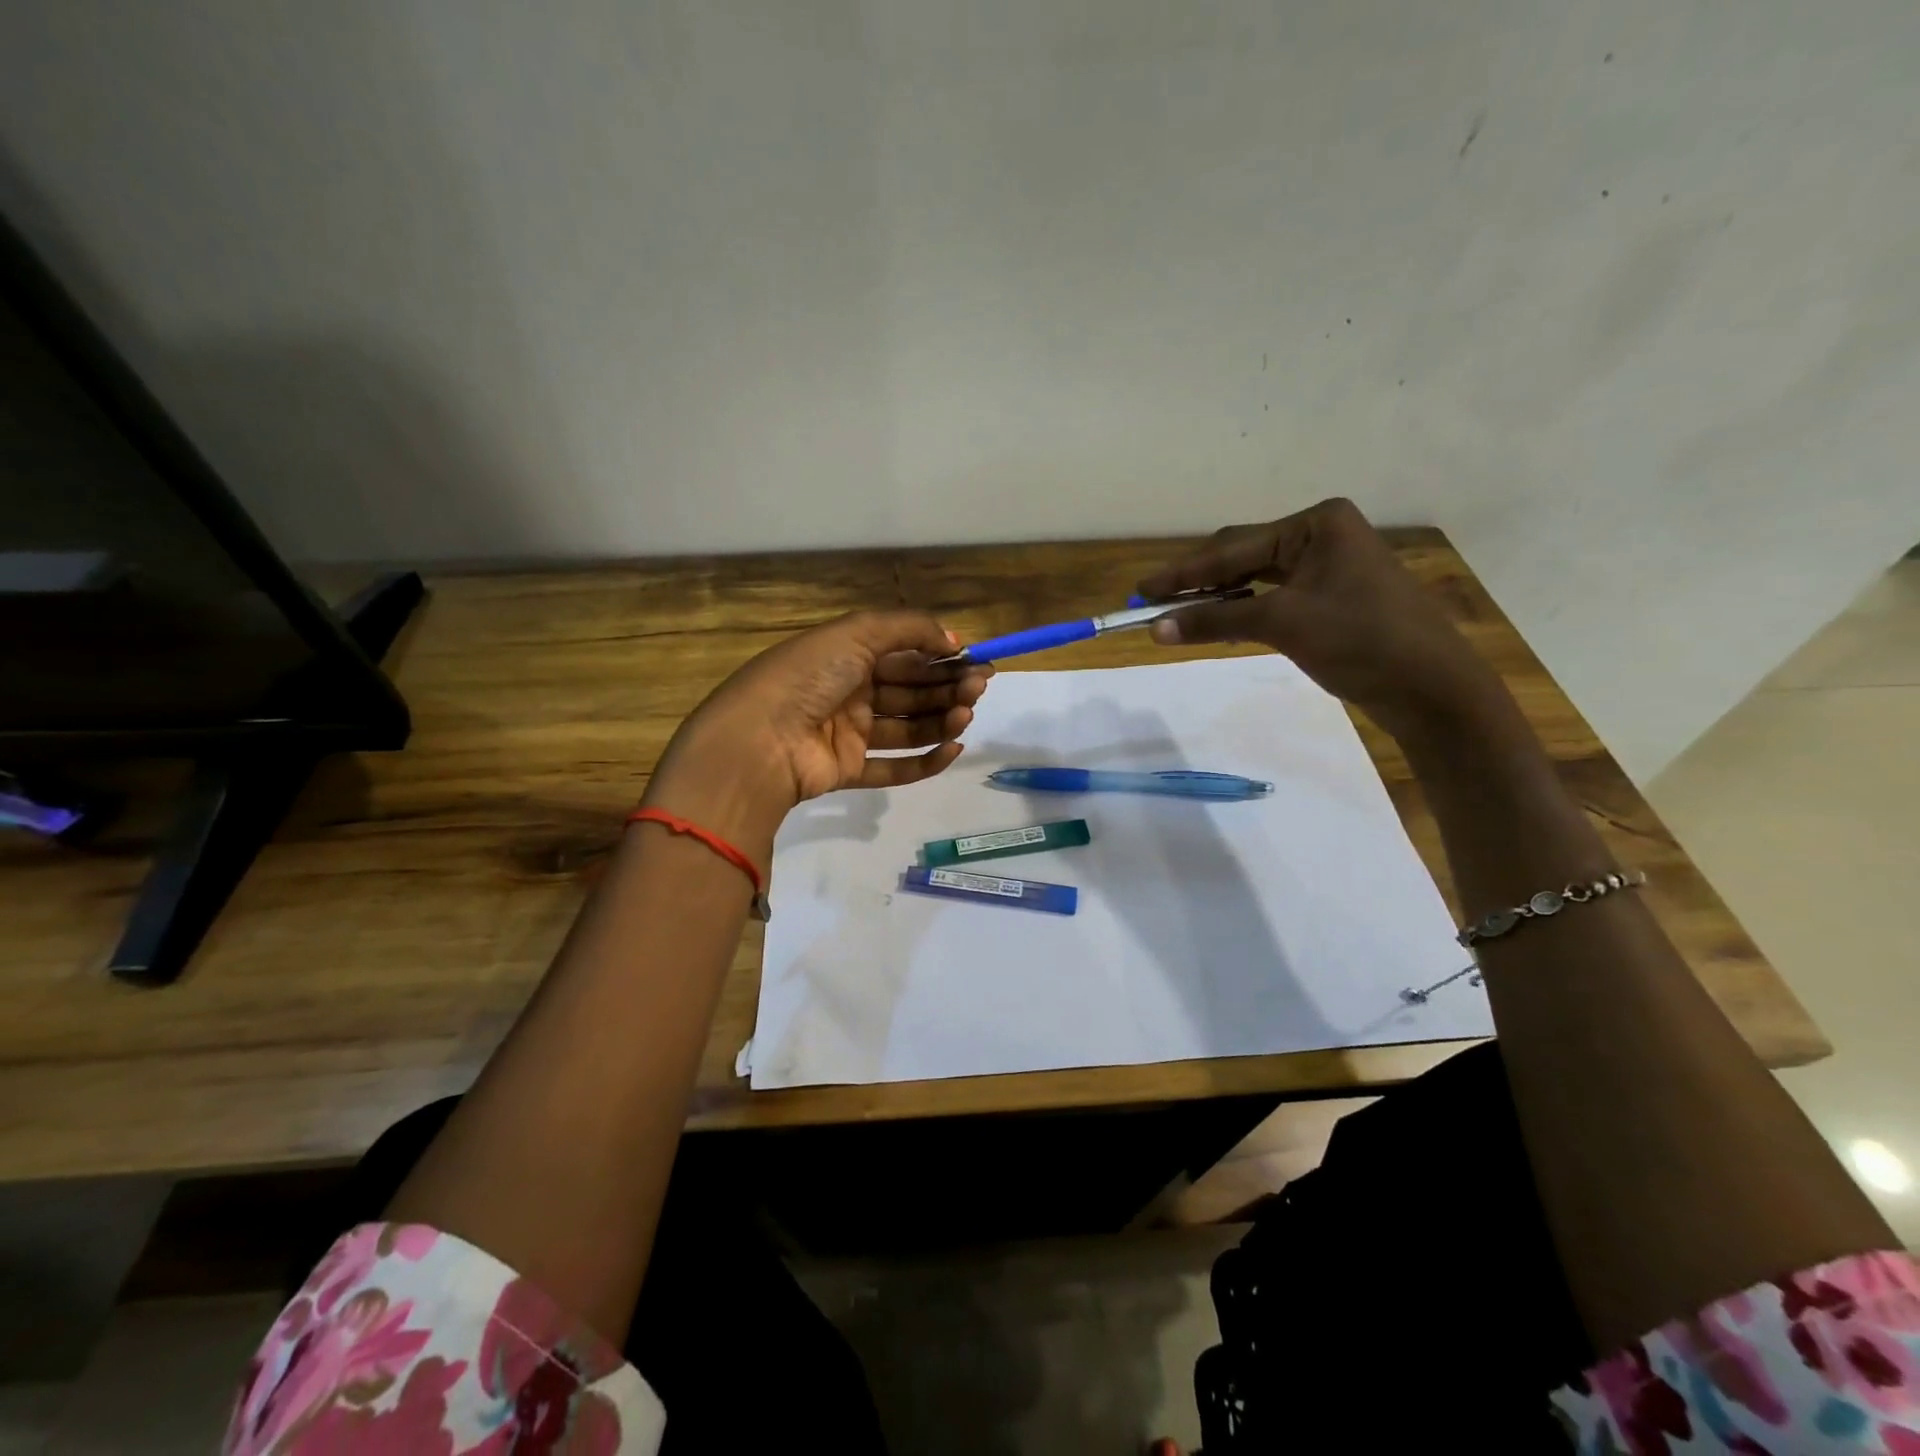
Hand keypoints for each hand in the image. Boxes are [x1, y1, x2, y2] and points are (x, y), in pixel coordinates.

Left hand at [642, 610, 990, 859]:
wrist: (759, 741)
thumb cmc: (808, 677)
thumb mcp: (857, 633)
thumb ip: (910, 629)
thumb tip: (954, 640)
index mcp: (847, 655)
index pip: (905, 654)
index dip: (942, 658)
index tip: (978, 662)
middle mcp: (849, 691)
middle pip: (910, 690)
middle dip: (947, 688)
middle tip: (979, 689)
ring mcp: (848, 733)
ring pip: (906, 727)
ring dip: (941, 720)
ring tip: (967, 716)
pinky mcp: (848, 770)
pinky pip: (893, 768)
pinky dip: (925, 761)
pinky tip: (952, 748)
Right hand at [1138, 497, 1511, 741]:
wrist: (1430, 687)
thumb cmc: (1360, 640)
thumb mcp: (1282, 624)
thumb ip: (1215, 621)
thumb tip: (1154, 628)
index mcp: (1316, 524)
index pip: (1233, 548)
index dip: (1183, 572)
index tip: (1141, 590)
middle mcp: (1322, 535)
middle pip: (1242, 556)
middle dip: (1198, 581)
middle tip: (1153, 602)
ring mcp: (1329, 566)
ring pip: (1255, 578)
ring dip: (1217, 597)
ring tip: (1176, 613)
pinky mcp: (1331, 597)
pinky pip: (1272, 596)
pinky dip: (1242, 610)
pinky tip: (1217, 621)